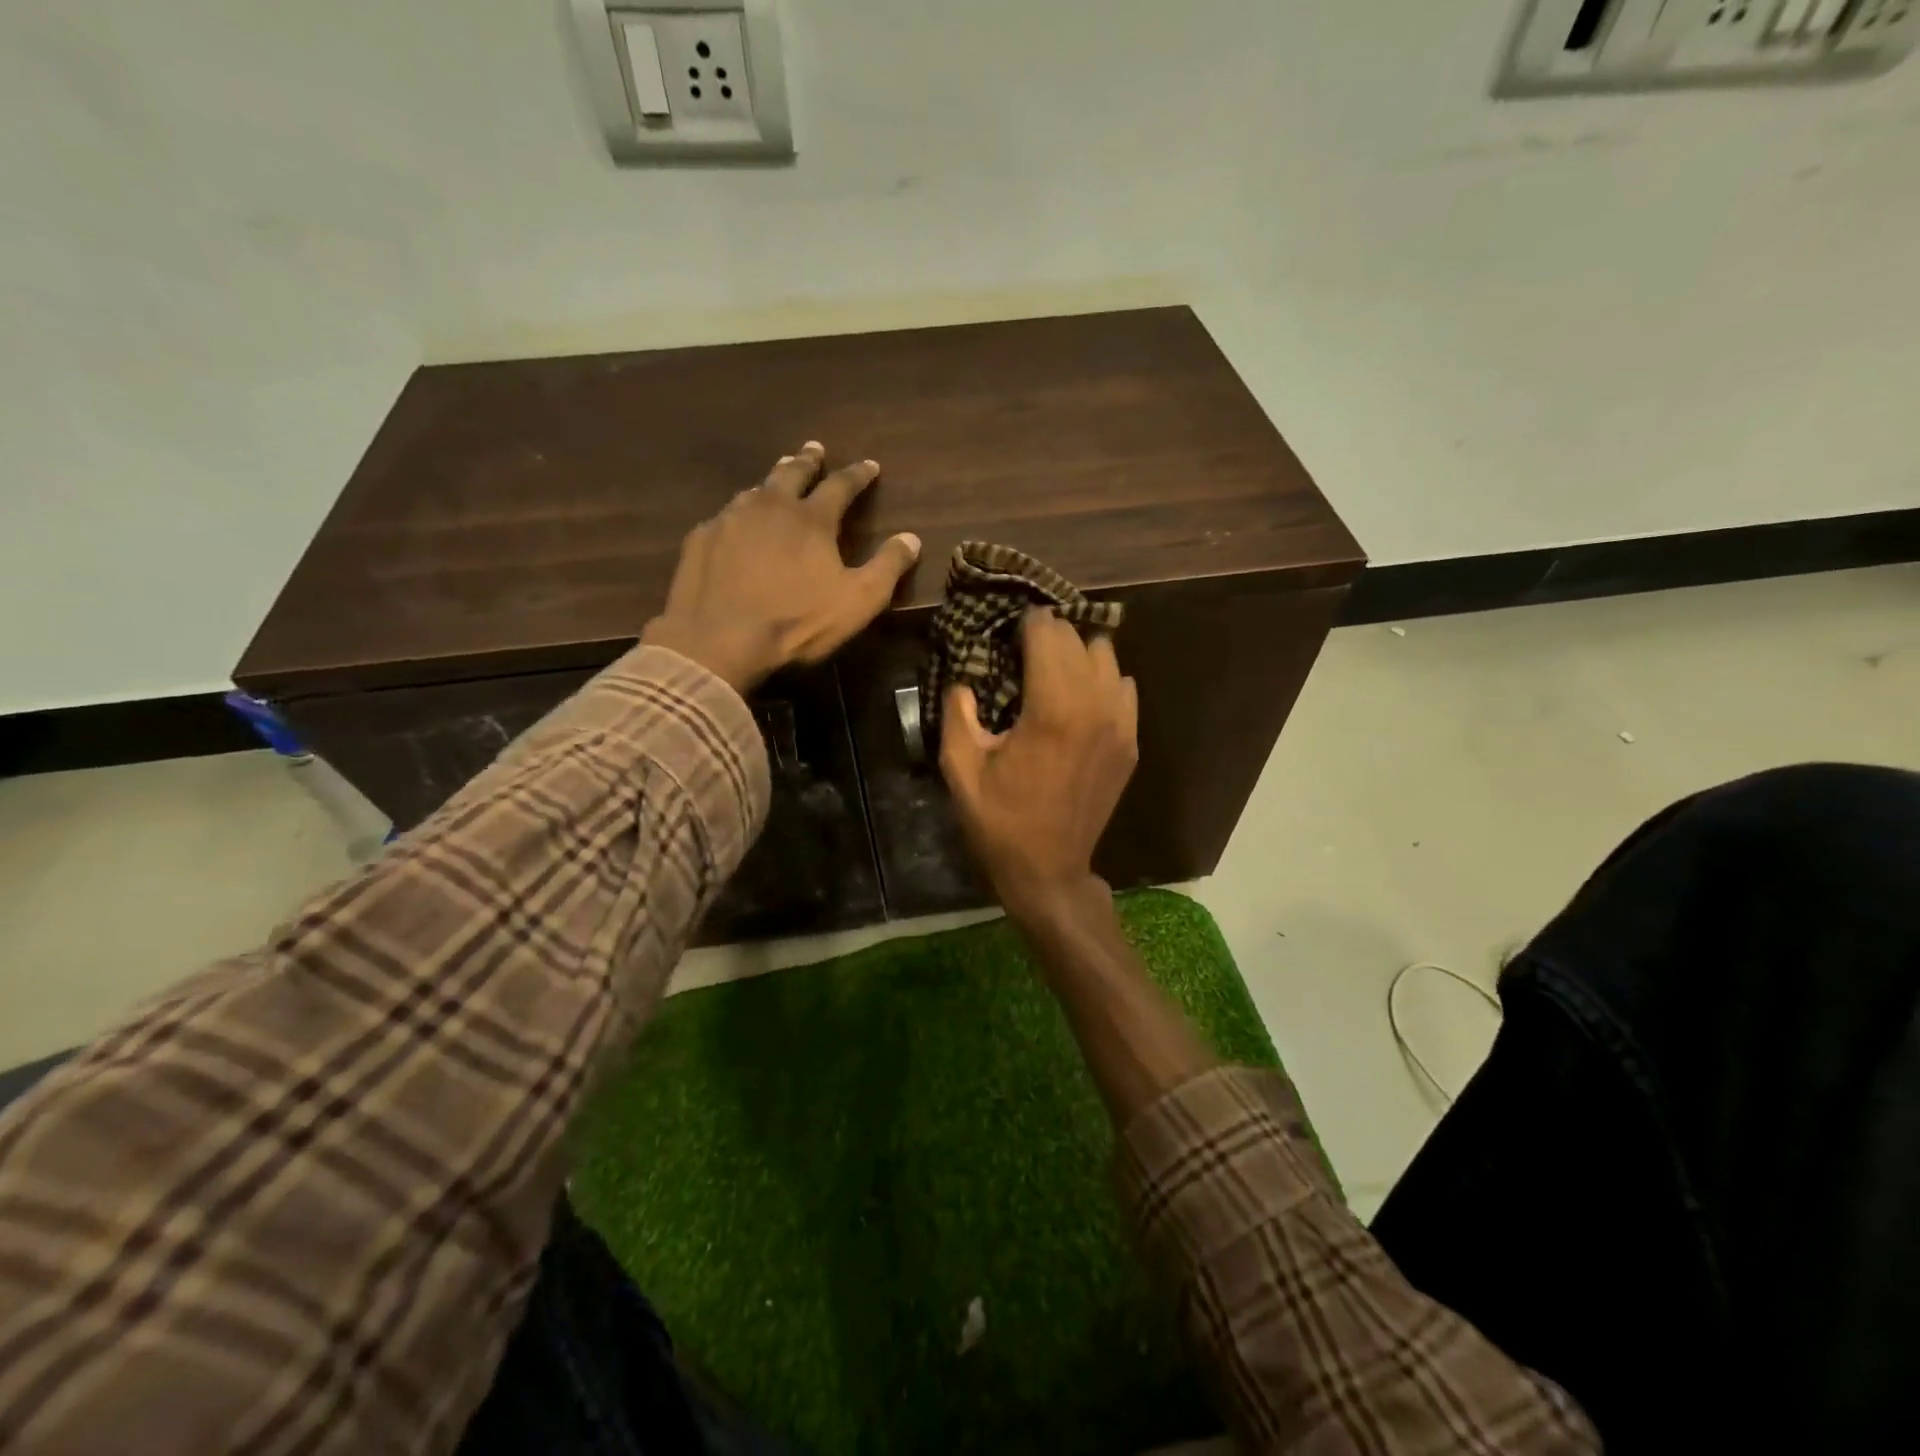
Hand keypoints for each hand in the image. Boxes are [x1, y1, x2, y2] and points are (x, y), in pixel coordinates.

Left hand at [642, 442, 920, 692]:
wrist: (719, 639)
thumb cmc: (797, 621)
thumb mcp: (858, 601)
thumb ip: (888, 567)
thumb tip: (911, 538)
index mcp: (812, 519)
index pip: (841, 485)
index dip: (858, 475)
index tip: (870, 465)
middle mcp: (770, 506)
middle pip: (792, 472)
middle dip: (808, 460)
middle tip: (815, 449)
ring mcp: (730, 519)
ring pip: (755, 490)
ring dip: (771, 481)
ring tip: (776, 479)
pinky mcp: (701, 539)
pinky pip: (724, 517)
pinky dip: (738, 514)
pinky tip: (735, 524)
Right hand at [939, 611, 1138, 928]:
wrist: (1049, 871)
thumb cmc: (1000, 822)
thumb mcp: (960, 769)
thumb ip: (958, 713)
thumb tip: (965, 679)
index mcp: (1051, 709)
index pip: (1048, 632)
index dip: (1024, 623)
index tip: (1006, 630)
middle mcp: (1094, 706)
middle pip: (1078, 638)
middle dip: (1049, 635)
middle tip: (1022, 649)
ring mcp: (1120, 724)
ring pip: (1107, 656)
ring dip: (1078, 654)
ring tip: (1052, 671)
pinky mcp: (1130, 742)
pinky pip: (1124, 687)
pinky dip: (1102, 681)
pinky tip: (1078, 699)